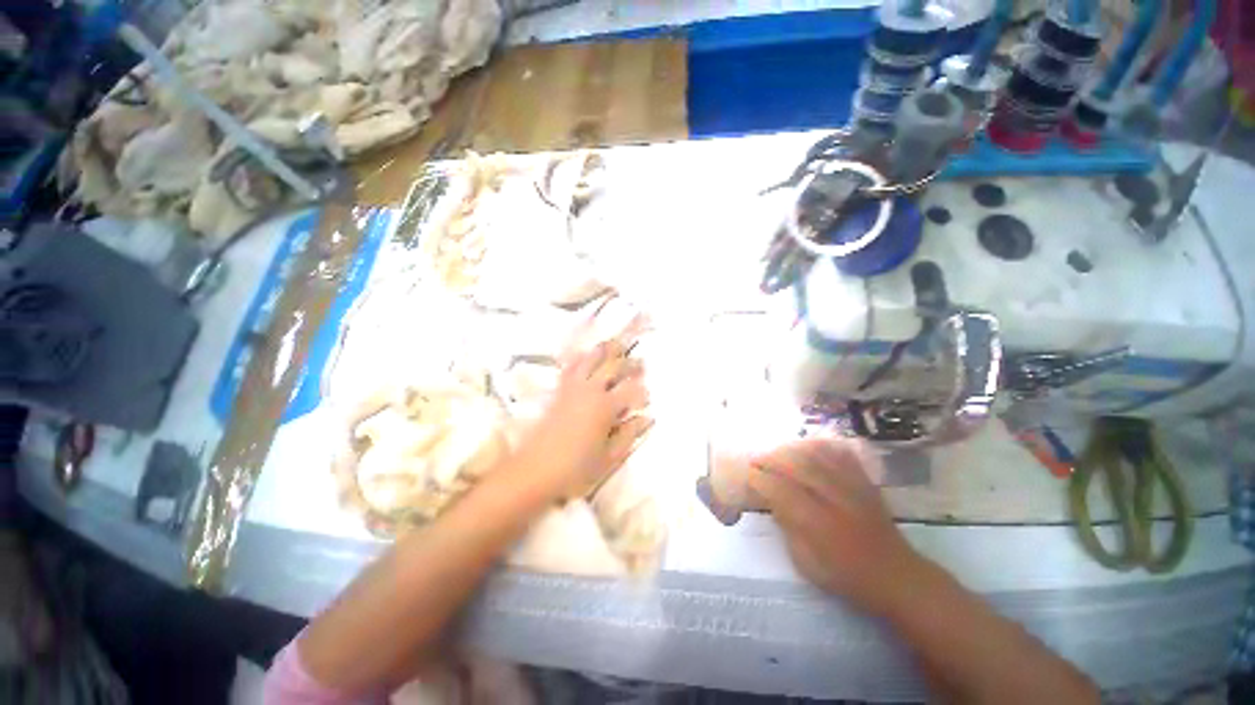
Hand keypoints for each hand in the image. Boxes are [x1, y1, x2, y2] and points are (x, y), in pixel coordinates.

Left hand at [512, 339, 651, 498]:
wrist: (535, 469)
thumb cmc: (575, 467)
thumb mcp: (609, 457)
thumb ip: (629, 435)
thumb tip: (646, 419)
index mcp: (605, 407)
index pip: (631, 390)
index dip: (642, 391)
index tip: (647, 399)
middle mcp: (590, 390)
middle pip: (613, 366)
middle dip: (630, 363)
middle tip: (640, 364)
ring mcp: (573, 387)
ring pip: (591, 359)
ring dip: (606, 350)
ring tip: (616, 345)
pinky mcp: (559, 390)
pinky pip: (571, 366)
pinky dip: (581, 357)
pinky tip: (586, 355)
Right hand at [749, 438, 924, 613]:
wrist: (896, 575)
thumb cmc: (847, 576)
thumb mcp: (807, 563)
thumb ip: (787, 528)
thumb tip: (771, 501)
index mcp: (819, 525)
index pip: (782, 491)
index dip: (761, 479)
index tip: (748, 475)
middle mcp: (836, 500)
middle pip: (798, 465)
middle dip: (772, 459)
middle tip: (757, 459)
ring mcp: (853, 487)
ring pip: (817, 455)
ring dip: (792, 449)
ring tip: (777, 452)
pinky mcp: (865, 481)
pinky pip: (840, 453)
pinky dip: (820, 446)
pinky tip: (807, 447)